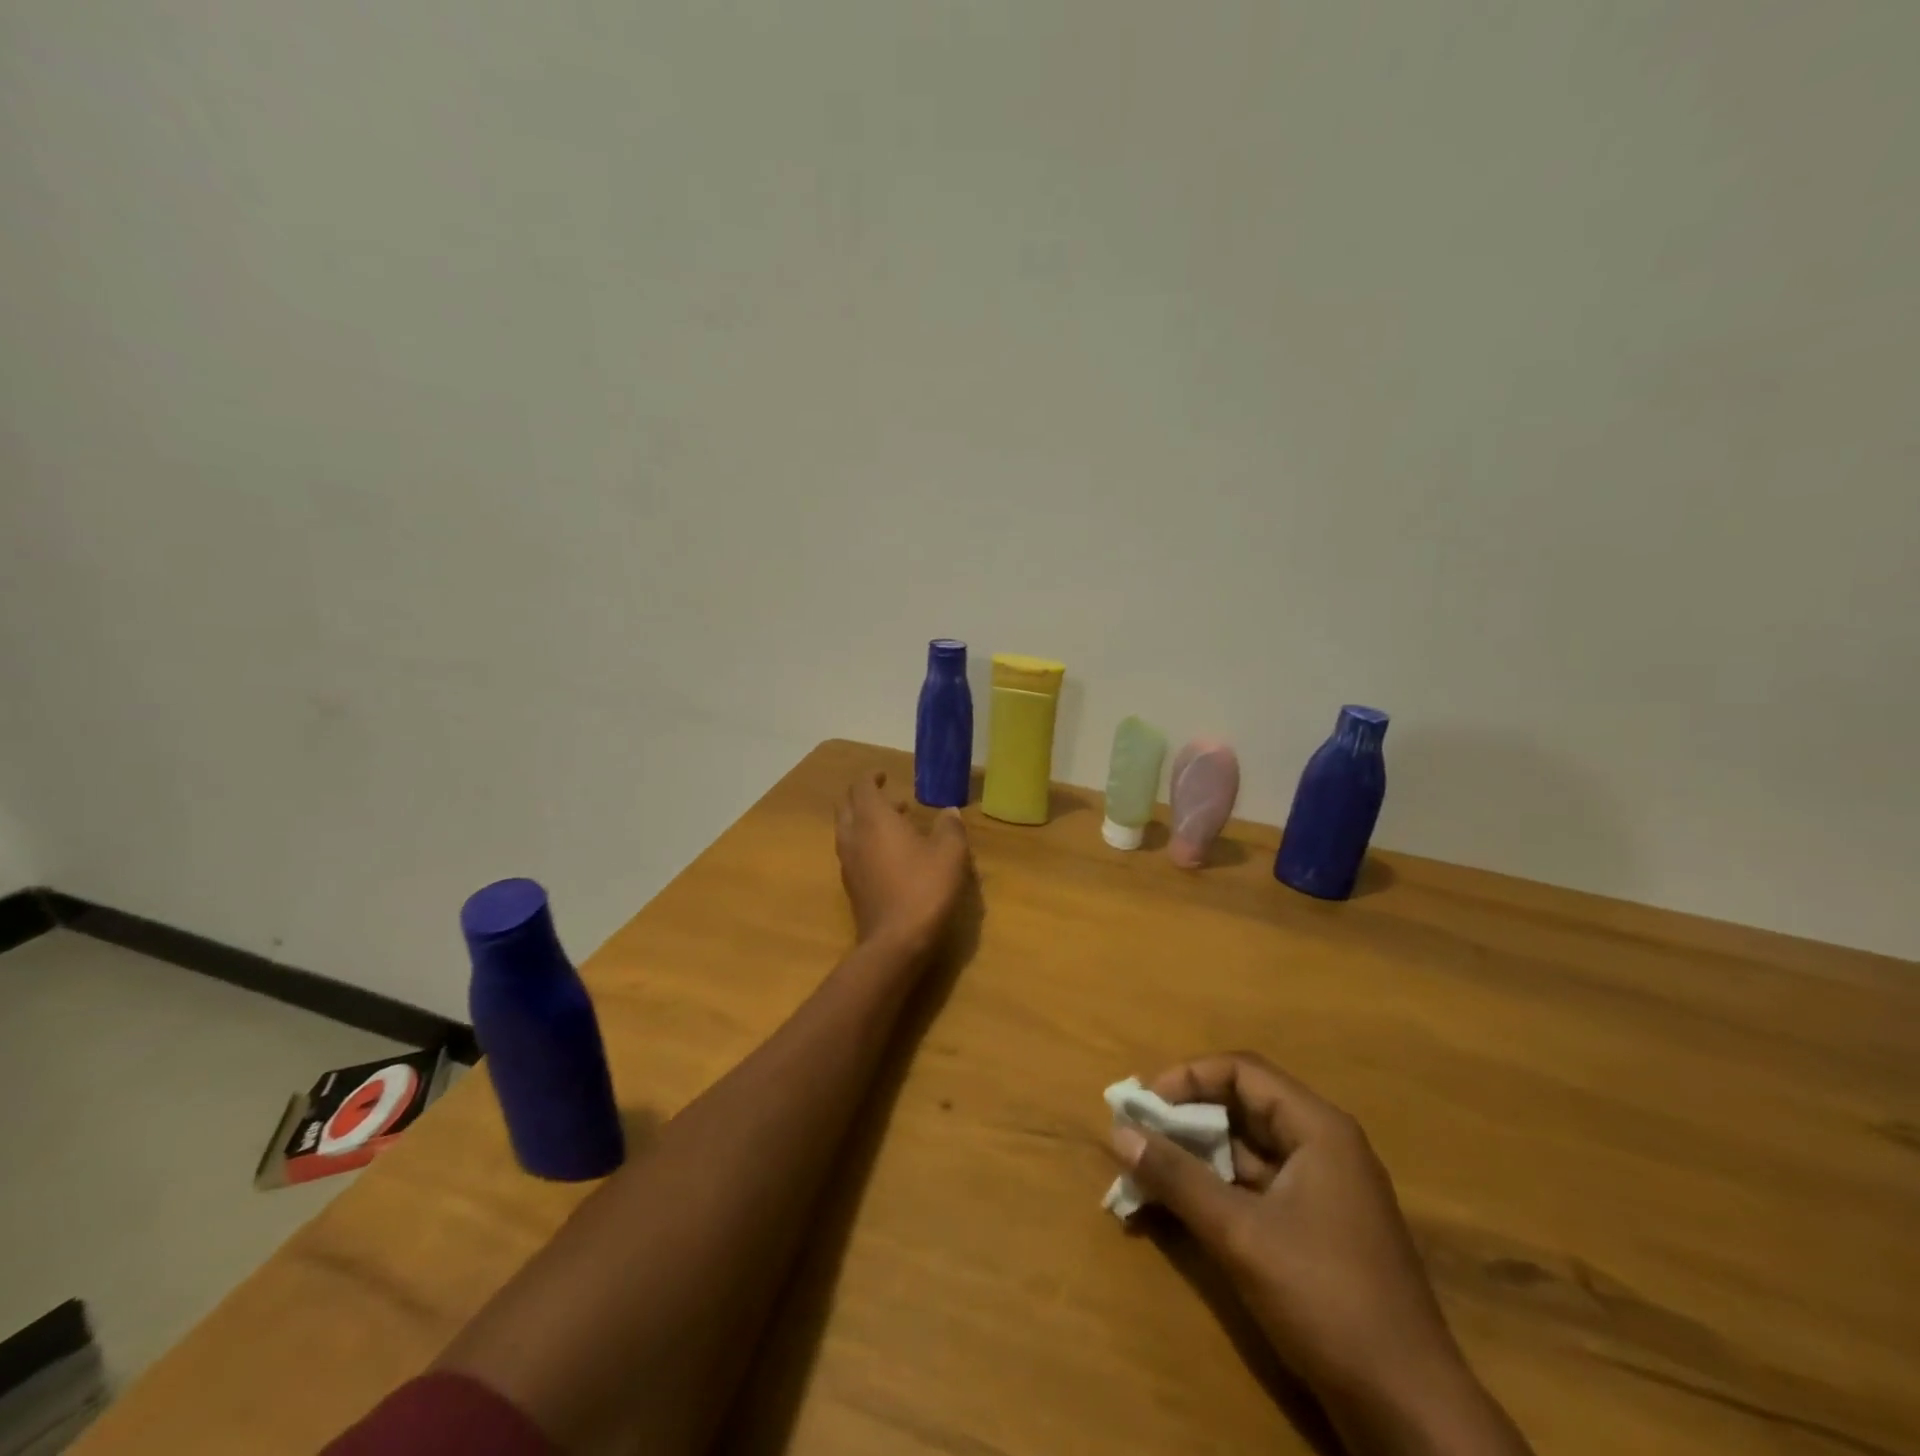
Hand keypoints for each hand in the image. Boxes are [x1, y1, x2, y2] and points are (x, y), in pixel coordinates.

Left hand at [834, 771, 969, 956]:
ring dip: (866, 821)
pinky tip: (891, 855)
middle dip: (864, 797)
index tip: (884, 774)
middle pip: (847, 806)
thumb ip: (949, 828)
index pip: (862, 786)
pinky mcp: (851, 885)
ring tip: (898, 824)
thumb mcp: (950, 854)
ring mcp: (848, 862)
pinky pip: (853, 852)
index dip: (871, 777)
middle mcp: (854, 835)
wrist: (896, 941)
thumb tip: (949, 812)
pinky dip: (866, 843)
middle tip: (890, 797)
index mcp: (873, 818)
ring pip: (848, 830)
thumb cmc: (924, 888)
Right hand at [1110, 1053, 1530, 1453]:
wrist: (1410, 1411)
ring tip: (1146, 1170)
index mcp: (1318, 1128)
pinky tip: (1178, 1207)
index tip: (1144, 1104)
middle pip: (1243, 1106)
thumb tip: (1120, 1132)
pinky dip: (1216, 1189)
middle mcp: (1323, 1146)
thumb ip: (1178, 1178)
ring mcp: (1323, 1190)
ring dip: (1196, 1155)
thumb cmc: (1325, 1299)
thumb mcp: (1240, 1234)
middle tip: (1137, 1134)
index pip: (1241, 1071)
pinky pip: (1256, 1187)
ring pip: (1247, 1150)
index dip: (1188, 1078)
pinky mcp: (1317, 1229)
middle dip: (1186, 1117)